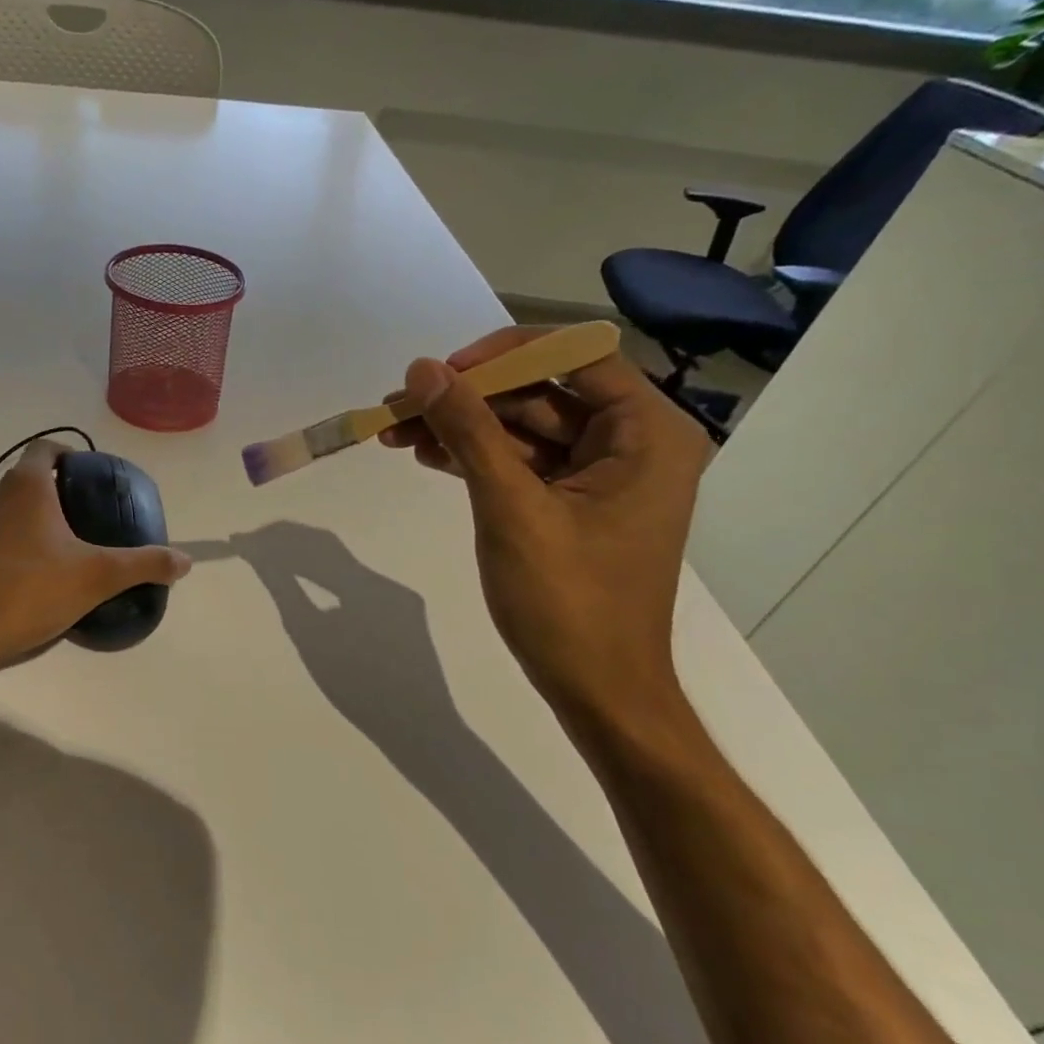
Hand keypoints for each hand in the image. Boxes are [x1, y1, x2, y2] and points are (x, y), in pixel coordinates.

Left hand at [0, 440, 191, 693]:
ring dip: (28, 514)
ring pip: (4, 505)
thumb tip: (185, 560)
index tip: (88, 477)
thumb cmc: (32, 592)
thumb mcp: (99, 577)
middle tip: (83, 515)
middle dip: (53, 489)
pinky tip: (26, 570)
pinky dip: (8, 539)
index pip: (46, 448)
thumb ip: (145, 564)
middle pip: (26, 477)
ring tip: (57, 543)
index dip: (69, 454)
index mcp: (26, 486)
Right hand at [380, 327, 709, 715]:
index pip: (576, 355)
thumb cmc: (568, 601)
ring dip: (463, 429)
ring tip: (397, 434)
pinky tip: (428, 457)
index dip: (504, 355)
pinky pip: (522, 464)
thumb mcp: (512, 509)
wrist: (596, 688)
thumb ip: (468, 432)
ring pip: (524, 429)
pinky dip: (477, 458)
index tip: (443, 373)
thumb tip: (421, 371)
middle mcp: (633, 443)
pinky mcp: (573, 505)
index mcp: (647, 433)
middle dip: (468, 398)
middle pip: (542, 393)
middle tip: (399, 408)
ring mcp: (602, 477)